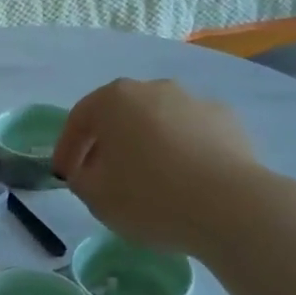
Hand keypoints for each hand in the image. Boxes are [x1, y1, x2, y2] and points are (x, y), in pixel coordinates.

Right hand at [53, 79, 263, 254]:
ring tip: (148, 180)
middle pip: (119, 115)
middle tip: (101, 175)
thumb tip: (88, 171)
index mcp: (114, 99)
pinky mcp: (227, 121)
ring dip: (146, 145)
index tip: (64, 175)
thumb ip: (81, 179)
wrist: (231, 206)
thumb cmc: (150, 197)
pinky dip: (181, 151)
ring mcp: (194, 101)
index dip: (67, 149)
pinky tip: (185, 180)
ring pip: (157, 122)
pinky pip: (191, 134)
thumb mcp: (96, 197)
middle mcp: (153, 88)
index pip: (79, 120)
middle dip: (107, 143)